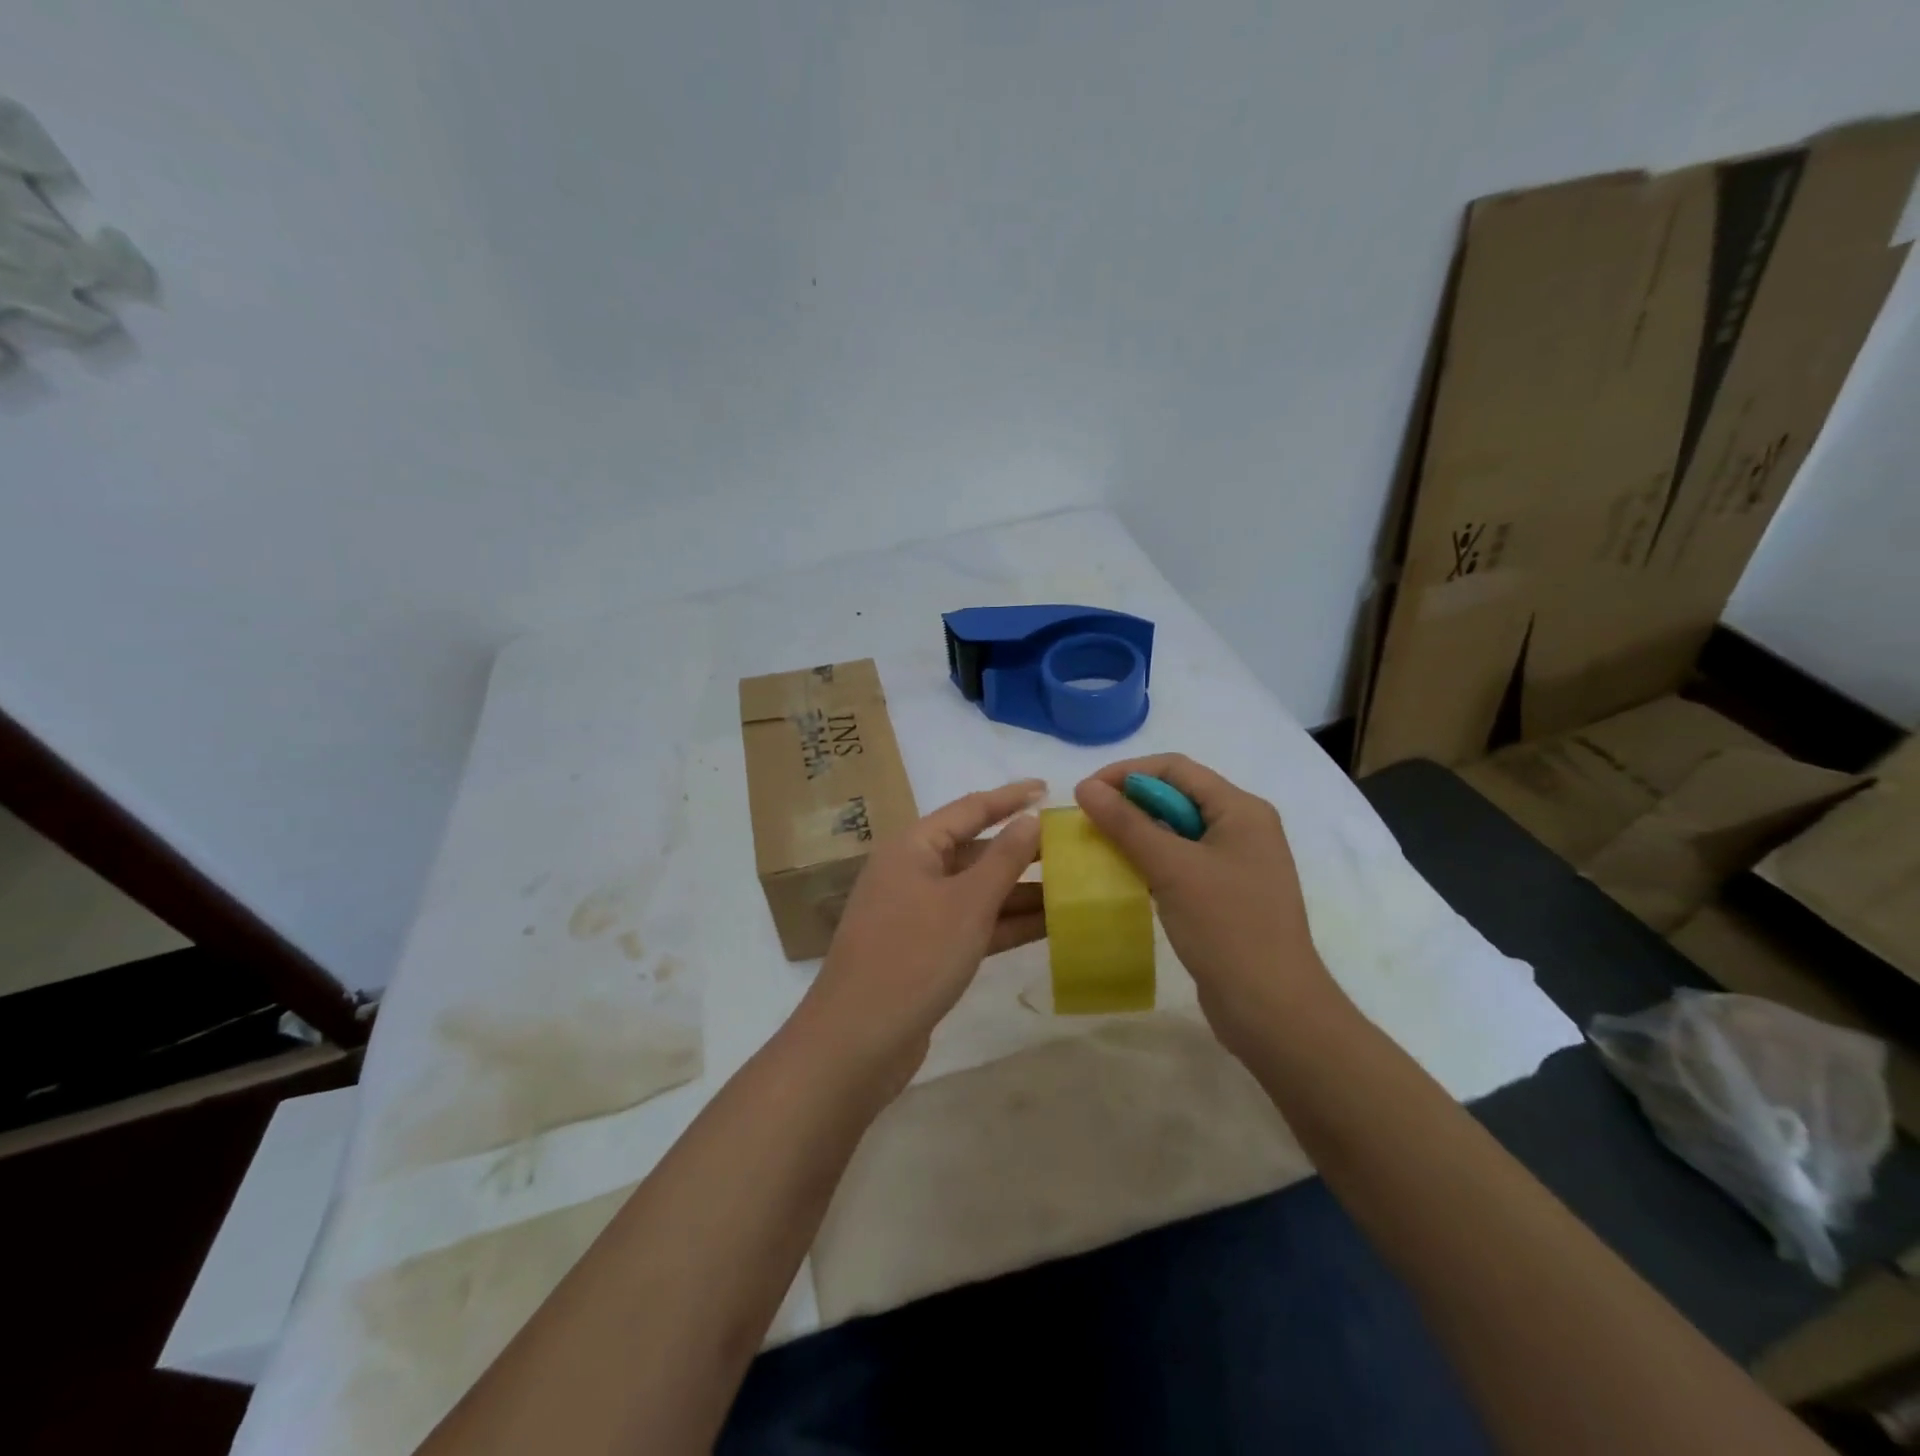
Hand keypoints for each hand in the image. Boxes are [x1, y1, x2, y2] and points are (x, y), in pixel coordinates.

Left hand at [796, 780, 1045, 1093]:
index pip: (969, 809)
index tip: (1046, 787)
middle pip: (974, 850)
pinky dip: (1004, 923)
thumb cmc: (914, 957)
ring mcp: (917, 914)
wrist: (858, 1041)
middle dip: (1021, 851)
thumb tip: (1029, 819)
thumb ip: (1003, 860)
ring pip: (976, 891)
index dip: (1009, 797)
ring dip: (1019, 891)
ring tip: (1072, 887)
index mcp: (913, 847)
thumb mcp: (966, 904)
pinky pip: (972, 924)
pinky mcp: (925, 950)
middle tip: (1071, 847)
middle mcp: (912, 872)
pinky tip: (1047, 925)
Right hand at [1075, 755, 1344, 1061]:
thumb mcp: (1171, 868)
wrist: (1273, 1009)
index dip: (1127, 772)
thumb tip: (1085, 787)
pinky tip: (1122, 876)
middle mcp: (1242, 828)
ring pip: (1176, 831)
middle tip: (1086, 821)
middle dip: (1129, 802)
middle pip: (1176, 796)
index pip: (1175, 768)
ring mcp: (1236, 863)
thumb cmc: (1227, 927)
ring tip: (1096, 846)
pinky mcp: (1225, 894)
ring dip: (1137, 833)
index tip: (1086, 793)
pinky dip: (1150, 862)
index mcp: (1241, 809)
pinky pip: (1181, 862)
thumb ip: (1127, 824)